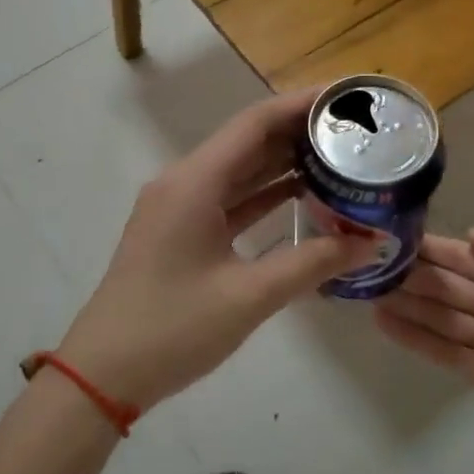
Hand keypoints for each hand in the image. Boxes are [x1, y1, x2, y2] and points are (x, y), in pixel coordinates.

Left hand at [58, 91, 375, 413]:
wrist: (103, 376)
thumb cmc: (172, 329)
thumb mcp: (249, 296)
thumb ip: (312, 263)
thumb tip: (371, 243)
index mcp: (194, 183)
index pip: (254, 124)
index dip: (300, 104)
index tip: (345, 97)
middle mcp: (184, 183)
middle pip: (248, 141)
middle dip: (299, 131)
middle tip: (353, 129)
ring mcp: (180, 208)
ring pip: (240, 171)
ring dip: (284, 162)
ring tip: (338, 154)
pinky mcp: (182, 232)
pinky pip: (230, 199)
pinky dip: (265, 194)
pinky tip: (303, 194)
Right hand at [375, 229, 473, 473]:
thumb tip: (472, 234)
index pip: (471, 255)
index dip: (437, 247)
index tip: (397, 236)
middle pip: (452, 282)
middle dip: (415, 272)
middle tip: (370, 261)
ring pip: (441, 313)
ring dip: (407, 301)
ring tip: (366, 288)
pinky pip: (440, 348)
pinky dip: (412, 335)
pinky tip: (381, 321)